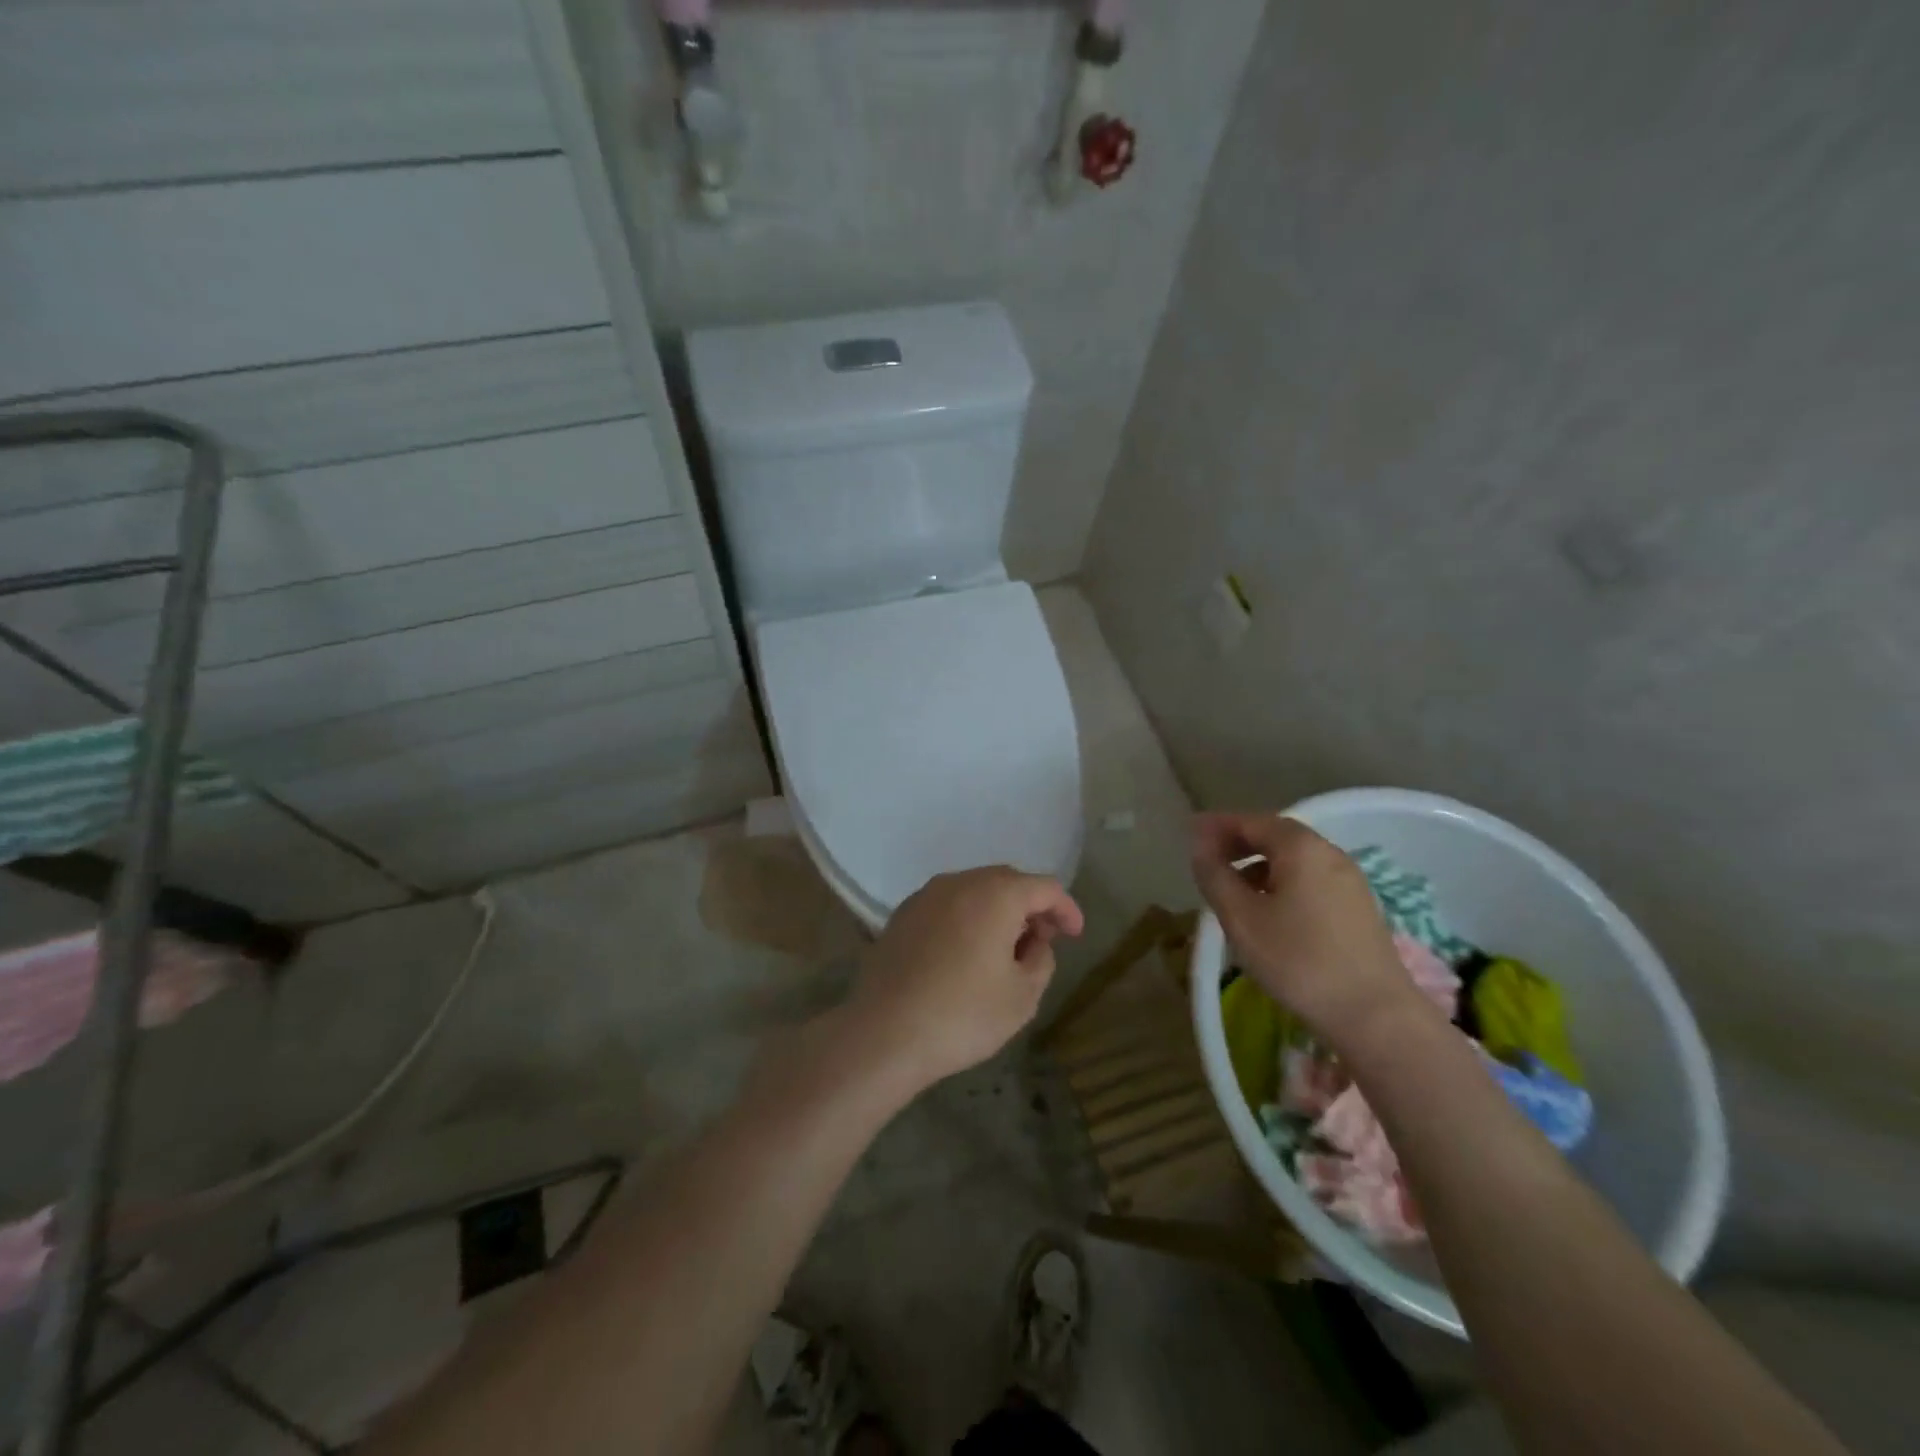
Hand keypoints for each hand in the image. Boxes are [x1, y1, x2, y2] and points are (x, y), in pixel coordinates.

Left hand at [845, 866, 1083, 1094]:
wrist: (884, 1033)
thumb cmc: (963, 1015)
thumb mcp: (1023, 996)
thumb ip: (1041, 959)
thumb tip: (1034, 941)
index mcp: (995, 894)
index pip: (1044, 887)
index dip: (1066, 909)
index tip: (1075, 935)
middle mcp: (960, 882)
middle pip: (1007, 882)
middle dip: (1031, 906)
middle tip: (1043, 940)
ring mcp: (926, 896)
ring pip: (974, 891)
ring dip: (997, 911)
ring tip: (1006, 948)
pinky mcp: (902, 915)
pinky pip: (947, 905)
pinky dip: (967, 918)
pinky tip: (966, 953)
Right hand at [1191, 812, 1417, 1048]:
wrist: (1375, 1015)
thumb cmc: (1298, 960)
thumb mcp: (1241, 917)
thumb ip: (1215, 875)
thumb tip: (1200, 845)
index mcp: (1301, 848)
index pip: (1252, 821)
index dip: (1218, 825)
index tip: (1190, 831)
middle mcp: (1329, 853)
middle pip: (1276, 835)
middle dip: (1239, 842)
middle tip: (1207, 857)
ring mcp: (1349, 880)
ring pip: (1294, 859)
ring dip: (1259, 863)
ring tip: (1233, 888)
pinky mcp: (1357, 907)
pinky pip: (1310, 879)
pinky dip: (1281, 881)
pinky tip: (1268, 910)